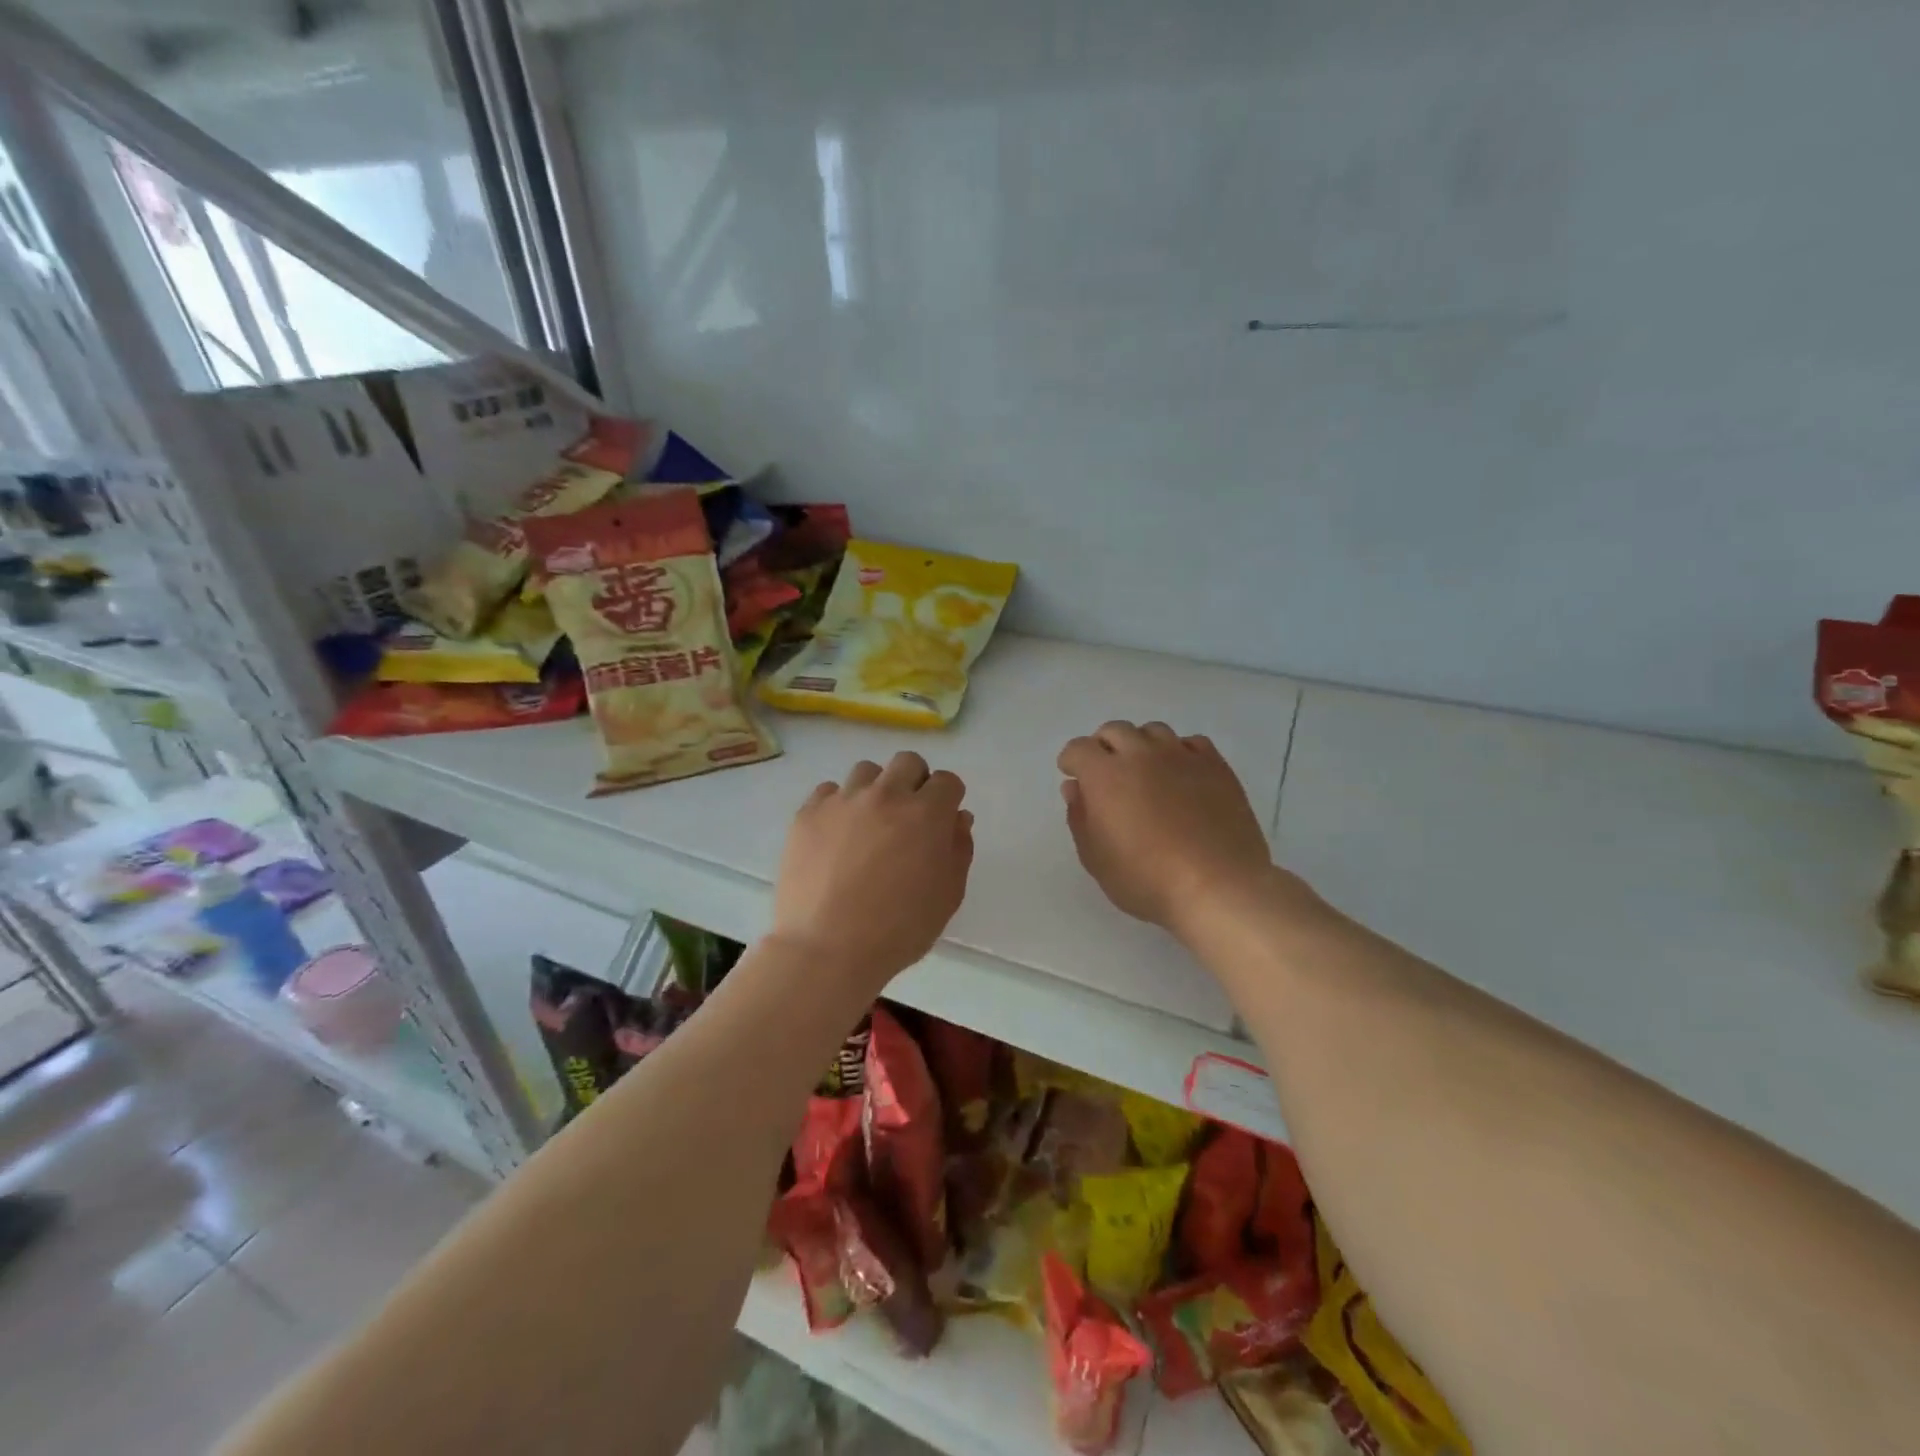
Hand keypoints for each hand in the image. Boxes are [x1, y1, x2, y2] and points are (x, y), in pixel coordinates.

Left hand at [772, 751, 973, 990]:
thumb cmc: (898, 930)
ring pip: (866, 771)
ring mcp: (843, 801)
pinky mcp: (808, 813)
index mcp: (926, 814)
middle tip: (907, 818)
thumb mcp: (948, 896)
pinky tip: (836, 837)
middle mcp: (886, 795)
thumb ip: (958, 849)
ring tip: (867, 826)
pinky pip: (829, 792)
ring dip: (875, 790)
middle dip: (915, 783)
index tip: (941, 822)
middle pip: (908, 762)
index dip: (948, 799)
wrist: (825, 949)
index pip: (947, 781)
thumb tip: (957, 818)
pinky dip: (838, 806)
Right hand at [1059, 721, 1287, 937]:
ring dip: (1141, 745)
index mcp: (1105, 774)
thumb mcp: (1096, 858)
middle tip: (1107, 775)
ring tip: (1145, 773)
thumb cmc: (1146, 879)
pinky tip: (1181, 776)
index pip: (1078, 748)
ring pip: (1153, 731)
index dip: (1072, 761)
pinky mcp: (1216, 765)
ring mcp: (1182, 756)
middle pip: (1114, 731)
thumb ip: (1080, 817)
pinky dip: (1179, 752)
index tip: (1074, 778)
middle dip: (1104, 747)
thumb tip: (1075, 787)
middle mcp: (1141, 754)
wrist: (1218, 888)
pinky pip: (1191, 743)